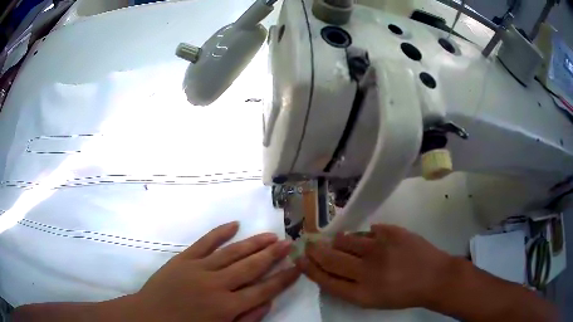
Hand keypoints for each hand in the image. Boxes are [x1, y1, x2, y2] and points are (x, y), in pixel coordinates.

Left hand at [131, 221, 299, 321]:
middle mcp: (216, 285)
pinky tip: (234, 224)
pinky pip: (204, 242)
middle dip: (273, 255)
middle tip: (289, 242)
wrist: (150, 317)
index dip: (283, 278)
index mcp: (227, 307)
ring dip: (253, 243)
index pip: (263, 290)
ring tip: (271, 235)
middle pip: (251, 267)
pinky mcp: (183, 259)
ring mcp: (198, 268)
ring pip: (232, 252)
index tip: (297, 266)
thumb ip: (246, 319)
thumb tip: (267, 302)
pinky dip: (220, 232)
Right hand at [296, 224, 452, 308]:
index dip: (310, 268)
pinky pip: (367, 230)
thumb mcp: (373, 300)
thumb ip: (349, 286)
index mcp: (361, 293)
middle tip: (309, 243)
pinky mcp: (391, 232)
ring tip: (342, 242)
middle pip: (329, 257)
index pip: (326, 279)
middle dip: (315, 250)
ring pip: (345, 239)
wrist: (434, 278)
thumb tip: (330, 267)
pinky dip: (364, 236)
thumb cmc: (403, 294)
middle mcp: (366, 271)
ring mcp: (379, 249)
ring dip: (340, 241)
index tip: (300, 259)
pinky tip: (372, 240)